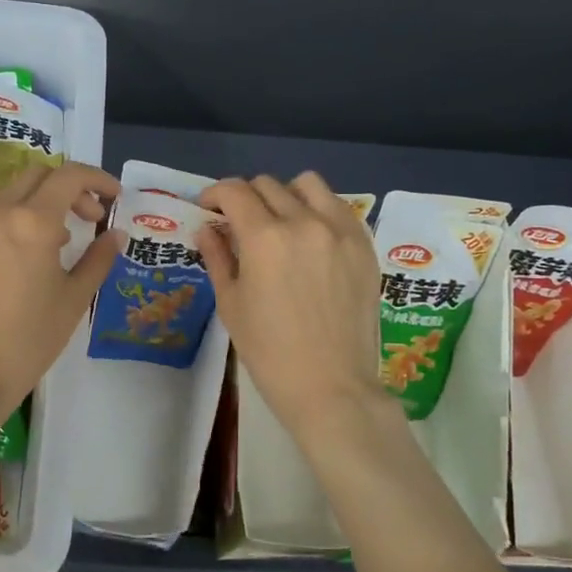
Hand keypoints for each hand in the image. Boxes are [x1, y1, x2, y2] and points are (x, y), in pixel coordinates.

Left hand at [0, 161, 119, 420]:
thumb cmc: (30, 340)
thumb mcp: (74, 299)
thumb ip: (98, 258)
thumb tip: (115, 234)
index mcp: (32, 222)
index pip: (69, 176)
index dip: (97, 179)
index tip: (112, 197)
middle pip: (34, 176)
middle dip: (66, 190)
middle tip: (84, 220)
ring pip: (1, 198)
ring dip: (30, 208)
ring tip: (44, 245)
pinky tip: (4, 265)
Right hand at [198, 173, 389, 443]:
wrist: (331, 387)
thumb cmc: (270, 352)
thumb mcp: (231, 304)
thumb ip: (218, 257)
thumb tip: (207, 228)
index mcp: (264, 238)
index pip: (234, 191)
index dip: (214, 194)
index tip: (209, 208)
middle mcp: (304, 222)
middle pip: (267, 185)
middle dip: (245, 197)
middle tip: (239, 223)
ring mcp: (340, 230)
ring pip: (308, 184)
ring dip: (285, 194)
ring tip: (280, 221)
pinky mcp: (364, 245)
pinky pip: (338, 207)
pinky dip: (318, 210)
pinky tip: (311, 237)